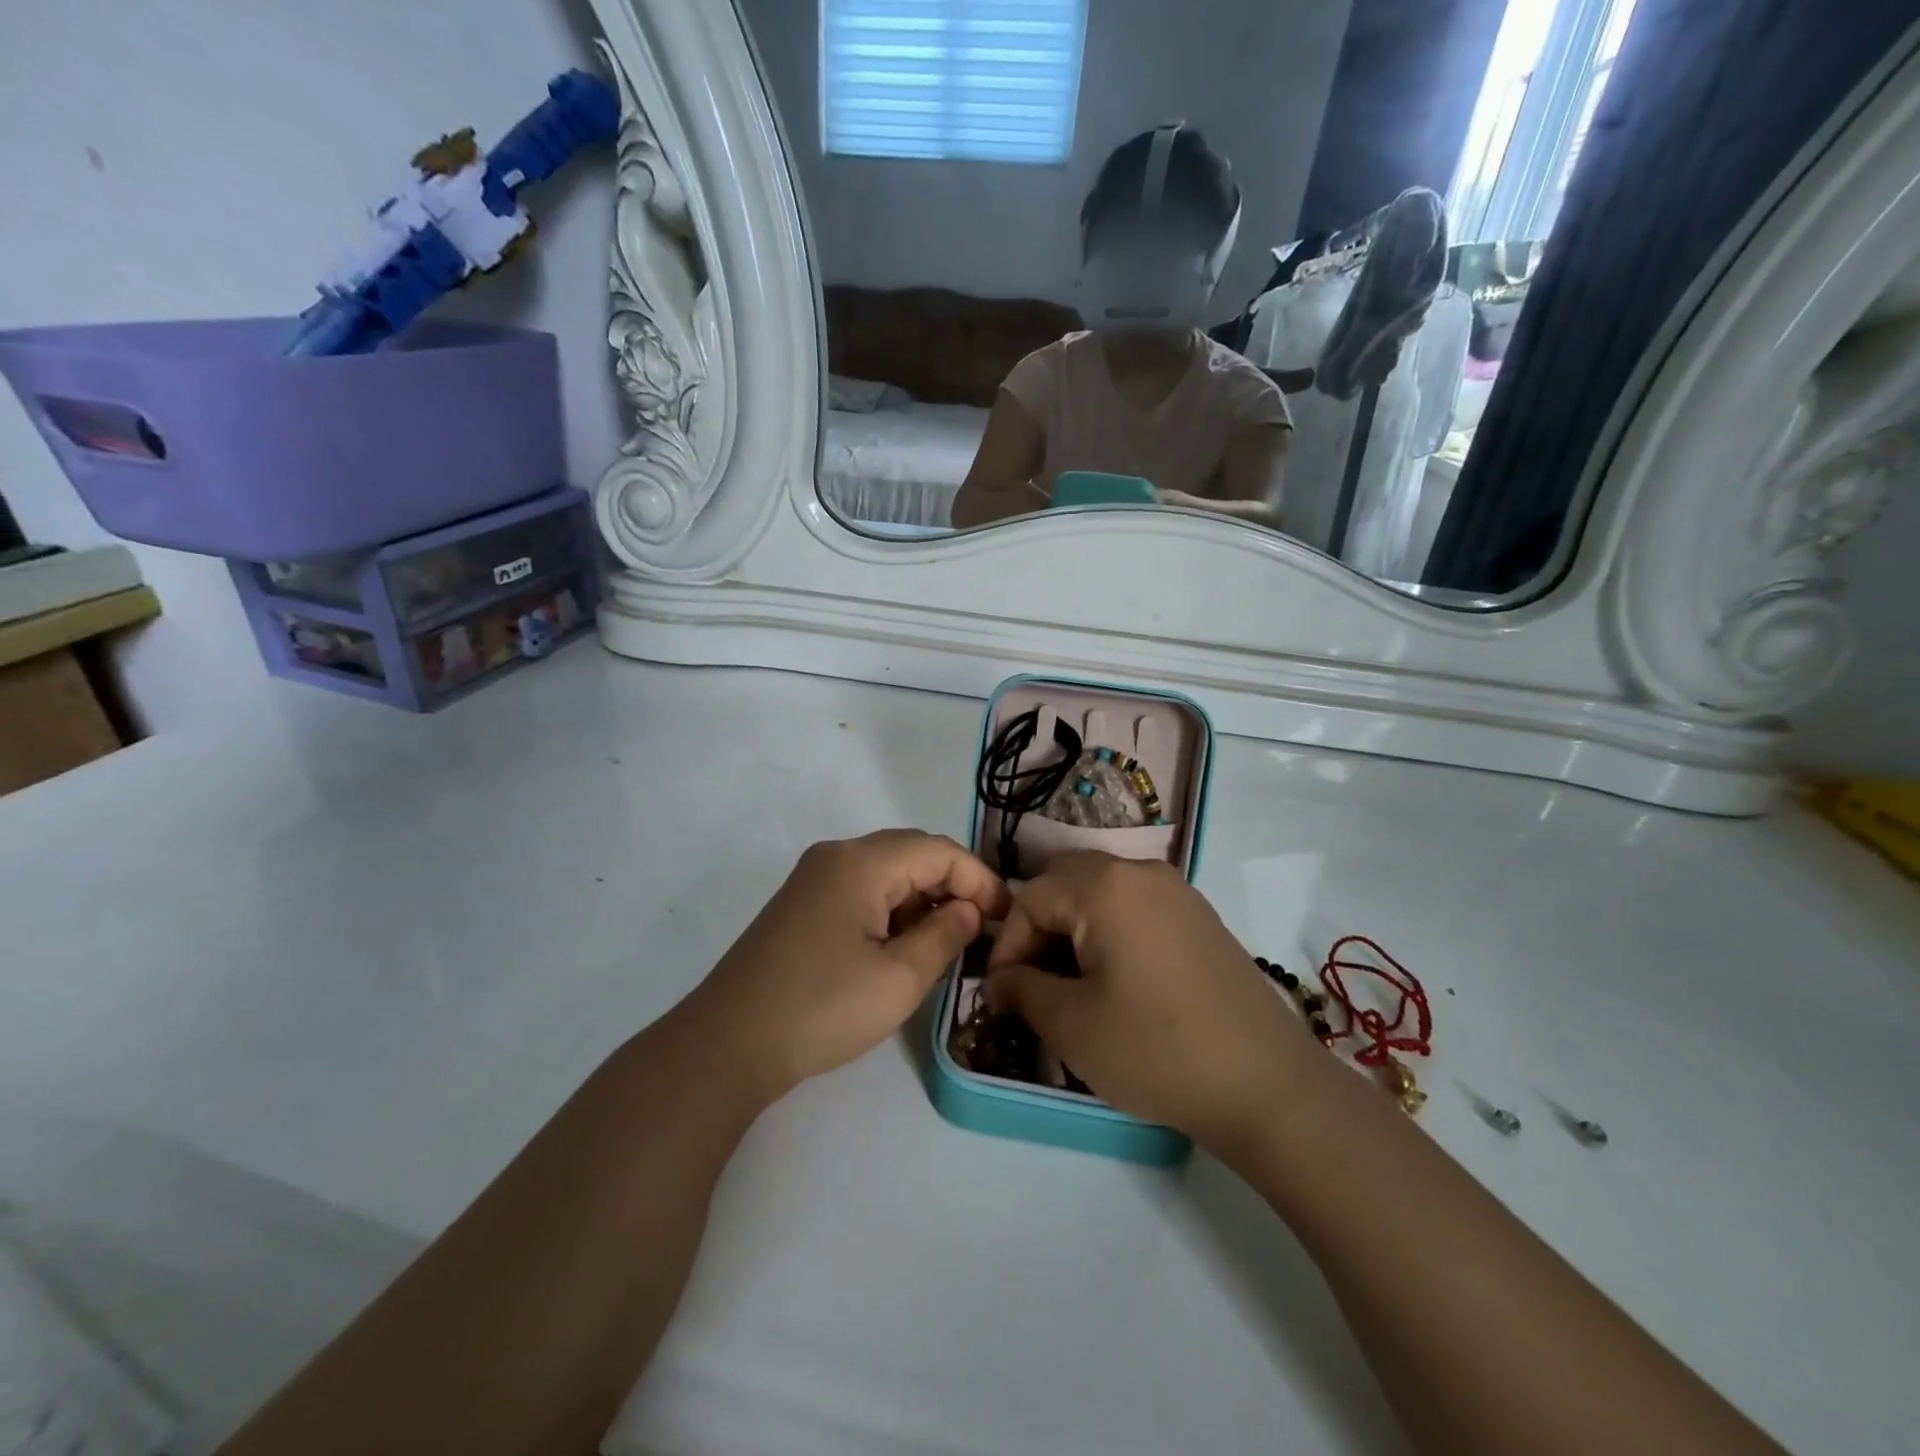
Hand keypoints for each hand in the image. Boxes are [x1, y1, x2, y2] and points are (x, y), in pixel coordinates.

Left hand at [685, 830, 1011, 1106]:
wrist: (727, 1044)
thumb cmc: (821, 1009)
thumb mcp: (899, 980)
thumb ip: (944, 936)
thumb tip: (968, 910)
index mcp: (861, 862)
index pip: (939, 851)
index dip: (980, 880)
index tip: (1006, 919)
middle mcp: (836, 855)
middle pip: (912, 853)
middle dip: (953, 884)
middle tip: (981, 928)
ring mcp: (814, 877)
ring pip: (887, 871)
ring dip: (922, 897)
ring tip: (946, 941)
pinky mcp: (802, 903)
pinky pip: (862, 888)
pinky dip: (892, 908)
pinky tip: (902, 945)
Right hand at [986, 853, 1314, 1149]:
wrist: (1267, 1085)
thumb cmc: (1156, 1049)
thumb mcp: (1071, 1025)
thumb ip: (1022, 990)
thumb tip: (999, 981)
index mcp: (1105, 886)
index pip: (1031, 898)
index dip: (1008, 944)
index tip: (1001, 992)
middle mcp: (1141, 871)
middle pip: (1066, 882)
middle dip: (1039, 927)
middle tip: (1032, 980)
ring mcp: (1177, 892)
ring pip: (1102, 891)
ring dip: (1074, 927)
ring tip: (1070, 983)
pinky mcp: (1200, 917)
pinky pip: (1136, 906)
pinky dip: (1110, 930)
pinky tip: (1116, 980)